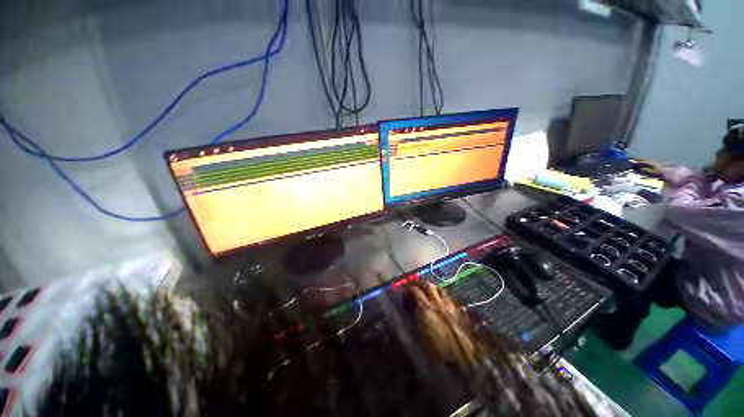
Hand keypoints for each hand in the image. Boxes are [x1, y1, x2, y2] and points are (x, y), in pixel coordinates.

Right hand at [407, 281, 478, 369]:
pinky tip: (440, 301)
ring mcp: (449, 305)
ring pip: (439, 288)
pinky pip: (448, 297)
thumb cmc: (437, 351)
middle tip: (414, 286)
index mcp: (426, 308)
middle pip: (428, 284)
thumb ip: (415, 317)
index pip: (415, 290)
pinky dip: (441, 295)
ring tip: (427, 290)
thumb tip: (411, 308)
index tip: (404, 294)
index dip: (408, 290)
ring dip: (431, 287)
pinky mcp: (457, 311)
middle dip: (419, 283)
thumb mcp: (420, 335)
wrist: (463, 359)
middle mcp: (437, 302)